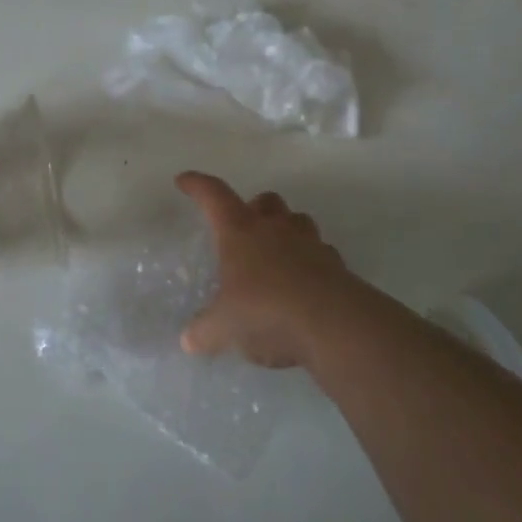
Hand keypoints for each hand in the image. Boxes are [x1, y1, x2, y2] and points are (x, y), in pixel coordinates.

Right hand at [176, 171, 369, 368]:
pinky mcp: (337, 266)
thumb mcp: (225, 328)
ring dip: (286, 230)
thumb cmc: (266, 312)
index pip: (214, 196)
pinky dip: (311, 261)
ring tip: (277, 253)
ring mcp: (310, 244)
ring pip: (298, 220)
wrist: (334, 326)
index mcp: (241, 231)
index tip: (184, 180)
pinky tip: (304, 284)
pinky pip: (321, 253)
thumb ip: (205, 331)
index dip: (197, 185)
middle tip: (245, 228)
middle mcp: (275, 228)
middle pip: (265, 200)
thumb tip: (188, 340)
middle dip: (254, 208)